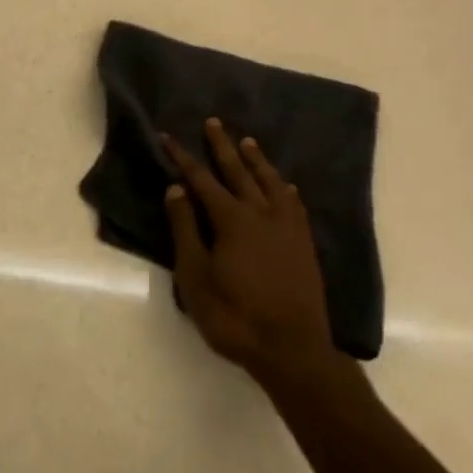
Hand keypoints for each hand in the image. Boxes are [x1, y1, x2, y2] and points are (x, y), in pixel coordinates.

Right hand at [163, 119, 334, 385]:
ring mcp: (287, 227)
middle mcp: (261, 213)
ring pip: (270, 182)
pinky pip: (295, 205)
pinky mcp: (305, 244)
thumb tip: (176, 189)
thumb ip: (185, 229)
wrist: (293, 350)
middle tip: (213, 122)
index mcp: (232, 219)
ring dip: (257, 160)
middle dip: (222, 146)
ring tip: (247, 142)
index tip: (168, 136)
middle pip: (238, 171)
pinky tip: (287, 186)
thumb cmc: (234, 317)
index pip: (201, 180)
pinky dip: (287, 190)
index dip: (183, 158)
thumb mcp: (196, 277)